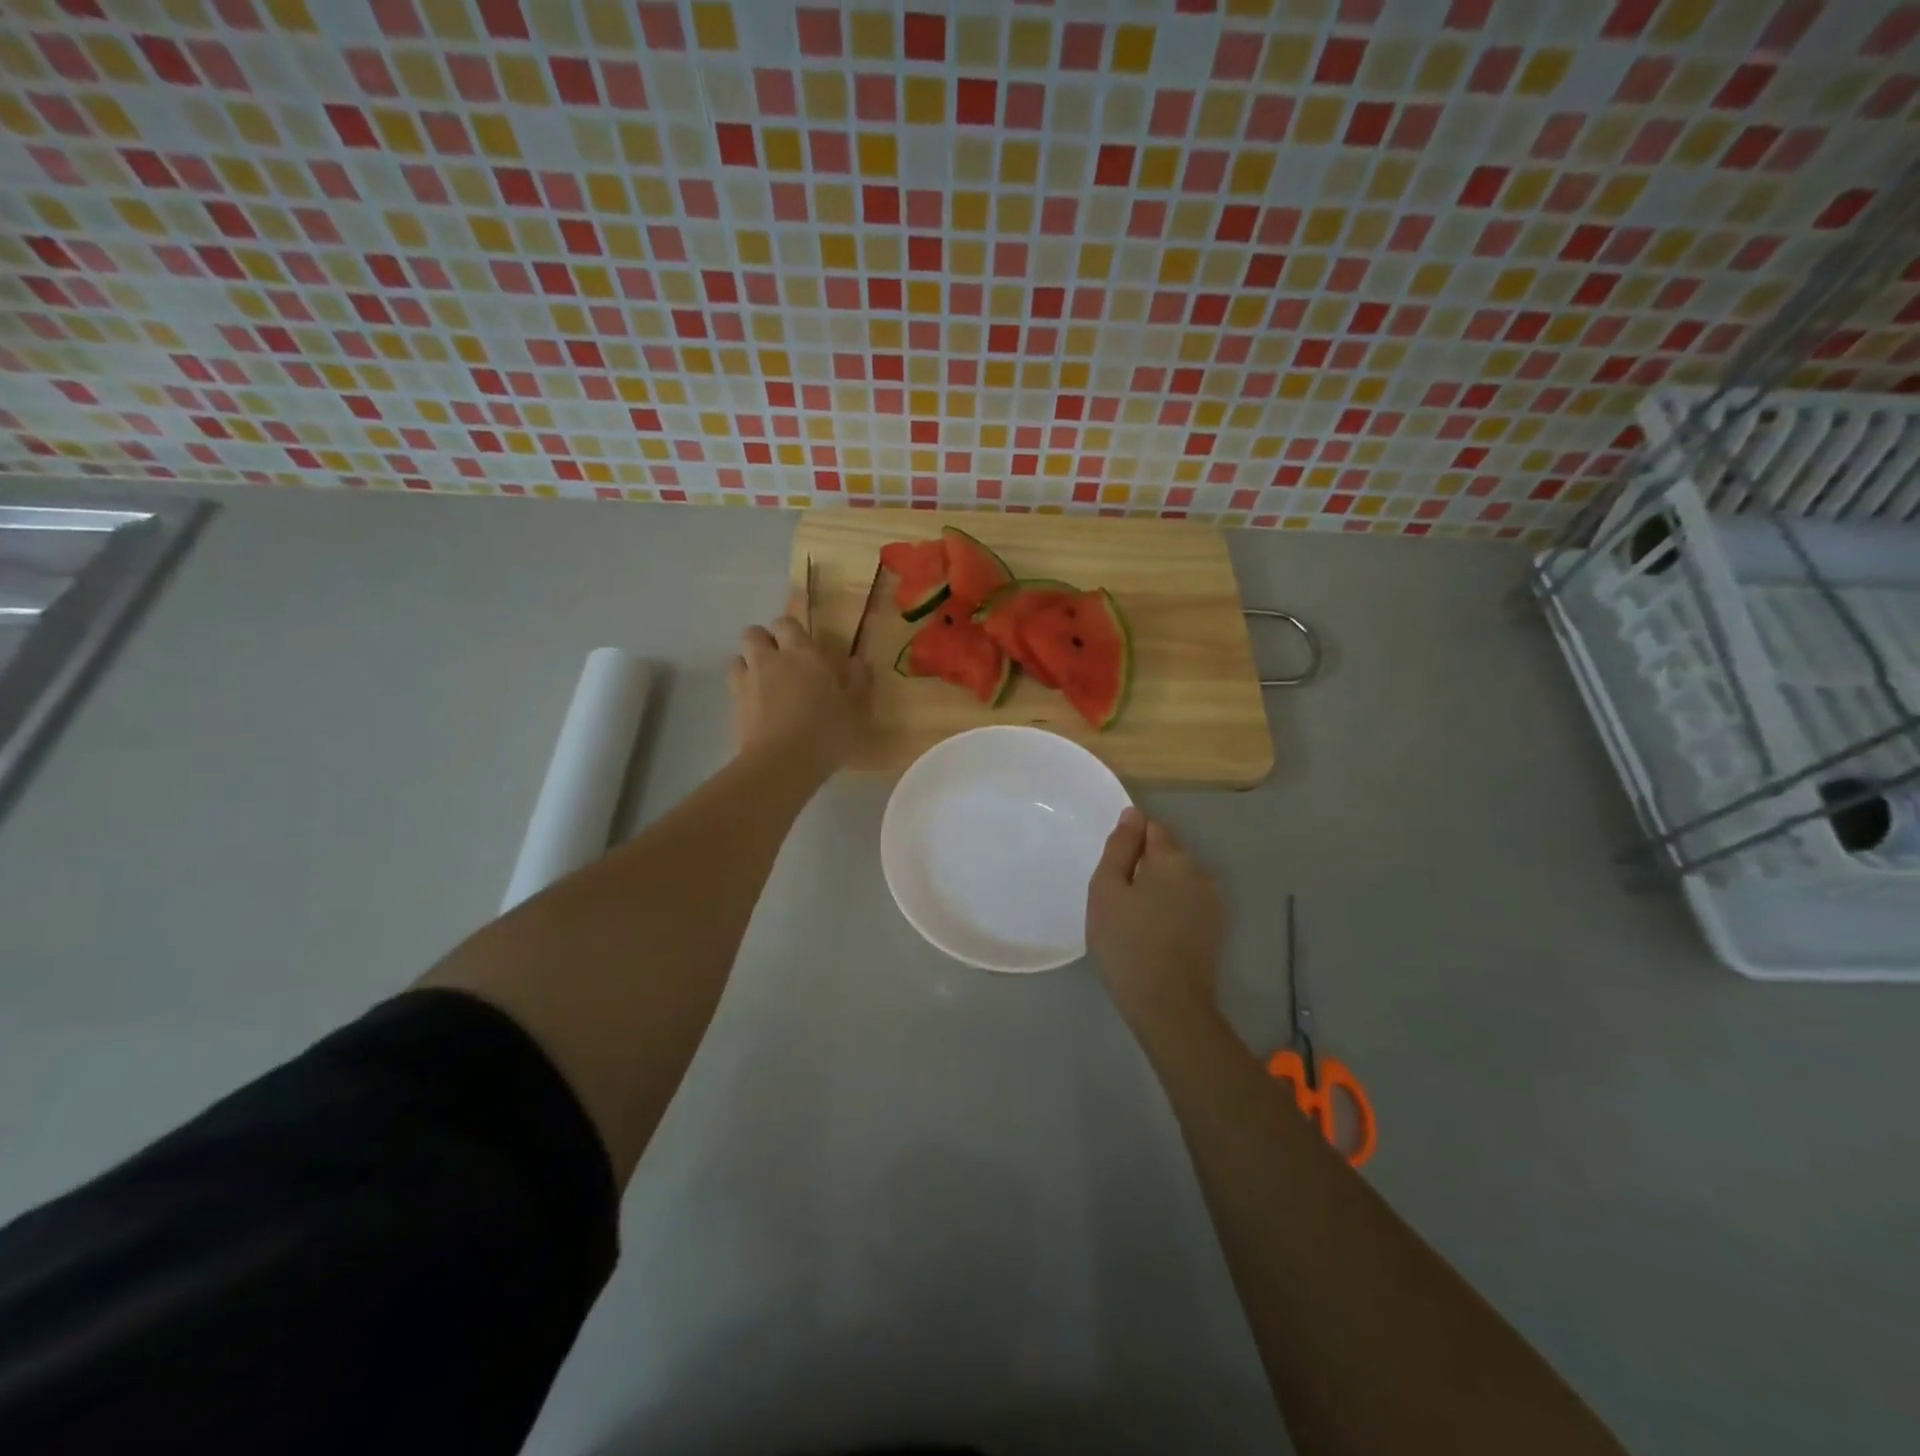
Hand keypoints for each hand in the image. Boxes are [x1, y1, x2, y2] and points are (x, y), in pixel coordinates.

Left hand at [730, 616, 870, 771]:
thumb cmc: (827, 732)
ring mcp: (747, 682)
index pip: (786, 623)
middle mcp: (770, 660)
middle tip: (782, 662)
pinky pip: (734, 687)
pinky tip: (758, 709)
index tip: (804, 647)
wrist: (783, 763)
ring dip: (749, 664)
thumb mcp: (856, 709)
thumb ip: (857, 681)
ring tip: (765, 683)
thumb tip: (857, 661)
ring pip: (738, 658)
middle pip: (754, 634)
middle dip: (764, 642)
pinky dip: (742, 691)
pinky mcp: (734, 706)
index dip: (791, 631)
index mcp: (803, 654)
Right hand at [1086, 808, 1225, 1027]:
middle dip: (1142, 866)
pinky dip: (1170, 911)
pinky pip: (1186, 905)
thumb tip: (1132, 815)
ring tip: (1133, 920)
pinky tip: (1153, 935)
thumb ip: (1119, 847)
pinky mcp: (1215, 930)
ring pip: (1177, 881)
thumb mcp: (1106, 889)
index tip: (1111, 871)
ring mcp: (1212, 903)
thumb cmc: (1127, 942)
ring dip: (1157, 890)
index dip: (1128, 844)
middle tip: (1116, 899)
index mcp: (1173, 858)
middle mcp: (1200, 872)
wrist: (1168, 1004)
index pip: (1151, 828)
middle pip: (1166, 854)